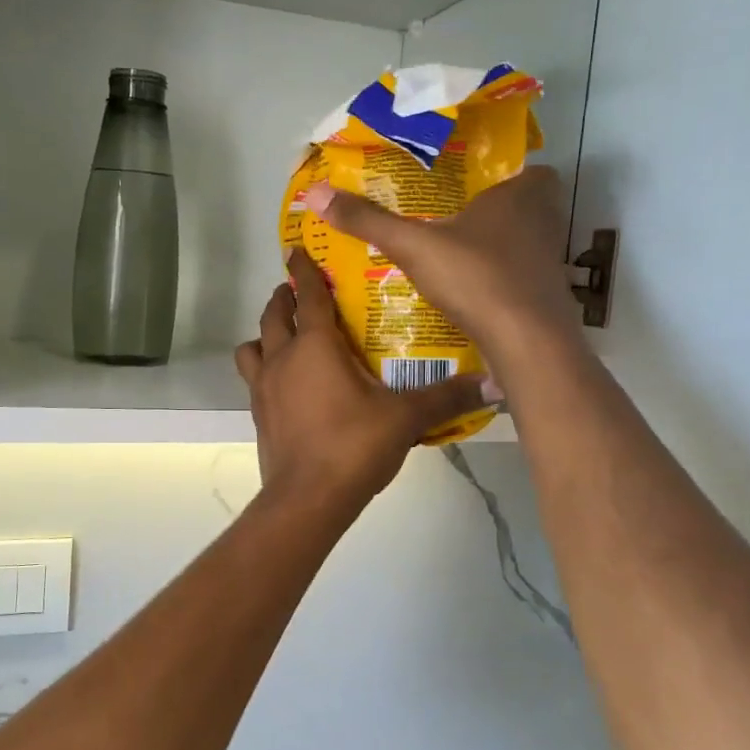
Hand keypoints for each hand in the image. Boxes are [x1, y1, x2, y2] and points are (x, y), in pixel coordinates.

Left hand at [235, 248, 494, 510]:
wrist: (307, 499)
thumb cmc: (354, 445)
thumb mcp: (407, 418)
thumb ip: (448, 397)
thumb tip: (496, 384)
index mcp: (315, 346)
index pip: (307, 295)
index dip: (304, 270)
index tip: (297, 250)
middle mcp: (282, 358)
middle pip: (273, 315)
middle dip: (284, 297)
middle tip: (298, 291)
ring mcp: (264, 388)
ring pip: (253, 346)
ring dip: (266, 335)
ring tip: (286, 338)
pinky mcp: (258, 415)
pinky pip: (254, 379)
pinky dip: (265, 370)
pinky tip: (287, 385)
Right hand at [300, 166, 583, 373]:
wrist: (526, 344)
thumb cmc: (476, 278)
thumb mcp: (413, 246)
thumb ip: (368, 221)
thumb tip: (316, 193)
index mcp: (521, 195)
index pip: (530, 169)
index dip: (506, 173)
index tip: (472, 182)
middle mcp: (543, 222)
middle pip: (525, 207)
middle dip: (493, 211)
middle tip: (451, 216)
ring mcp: (548, 262)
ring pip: (522, 243)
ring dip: (494, 246)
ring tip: (450, 253)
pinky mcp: (545, 296)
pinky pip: (519, 276)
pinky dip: (498, 279)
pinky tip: (465, 291)